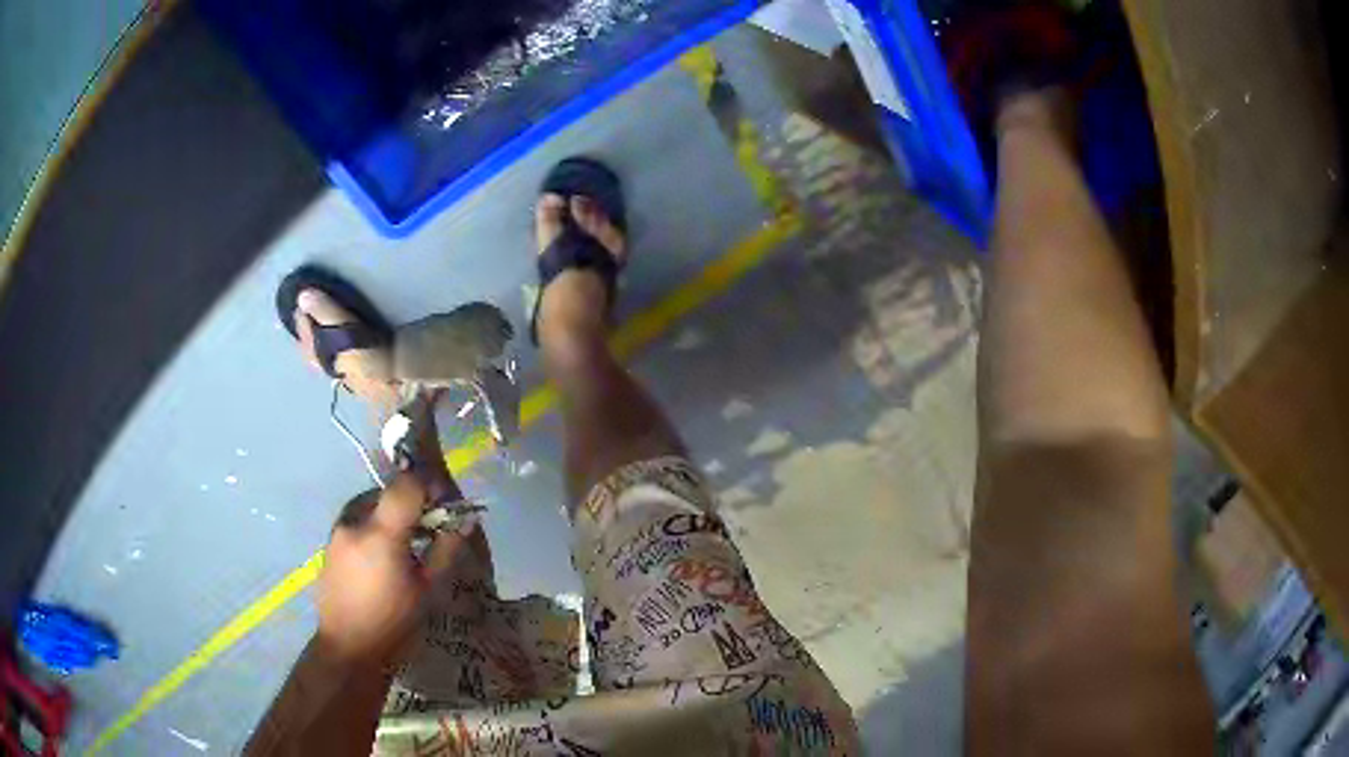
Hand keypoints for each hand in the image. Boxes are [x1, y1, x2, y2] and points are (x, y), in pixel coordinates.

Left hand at [316, 474, 460, 665]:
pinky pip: (356, 522)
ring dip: (390, 514)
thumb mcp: (428, 591)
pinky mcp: (329, 544)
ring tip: (405, 546)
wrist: (348, 649)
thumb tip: (465, 520)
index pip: (406, 485)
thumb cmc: (394, 625)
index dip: (428, 484)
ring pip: (369, 505)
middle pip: (386, 492)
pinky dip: (373, 527)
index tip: (443, 502)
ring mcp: (337, 531)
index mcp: (381, 534)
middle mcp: (354, 523)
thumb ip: (446, 550)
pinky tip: (382, 558)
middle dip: (410, 503)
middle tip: (428, 529)